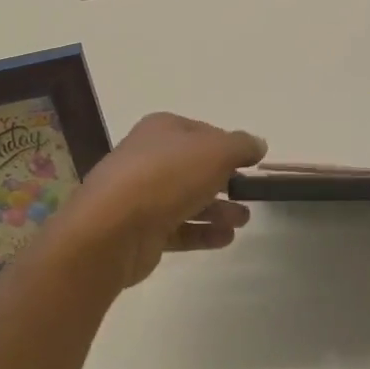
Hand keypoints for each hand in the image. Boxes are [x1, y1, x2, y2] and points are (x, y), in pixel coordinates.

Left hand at [49, 113, 266, 290]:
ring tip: (243, 220)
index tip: (250, 162)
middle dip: (223, 180)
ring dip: (217, 209)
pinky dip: (202, 233)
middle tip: (249, 193)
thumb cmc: (167, 176)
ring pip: (187, 199)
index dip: (227, 145)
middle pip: (193, 167)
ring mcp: (142, 196)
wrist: (113, 228)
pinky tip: (226, 239)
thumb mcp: (216, 151)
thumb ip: (241, 146)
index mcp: (161, 130)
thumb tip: (257, 144)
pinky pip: (178, 229)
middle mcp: (148, 158)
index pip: (201, 132)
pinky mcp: (141, 231)